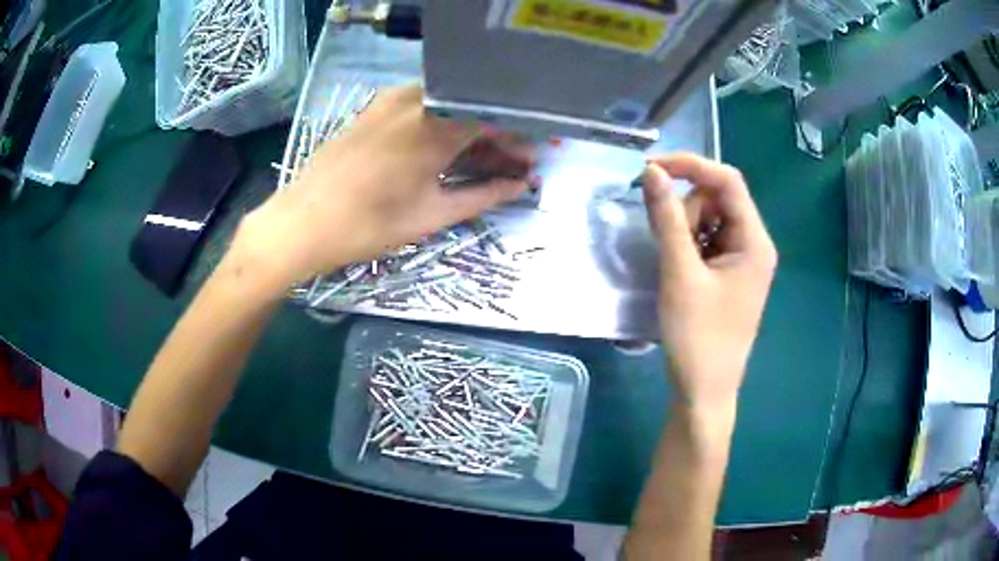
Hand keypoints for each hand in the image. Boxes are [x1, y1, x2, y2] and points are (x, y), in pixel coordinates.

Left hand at [233, 85, 531, 288]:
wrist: (301, 223)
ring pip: (446, 105)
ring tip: (477, 161)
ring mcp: (391, 100)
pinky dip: (440, 123)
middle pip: (471, 109)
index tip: (530, 157)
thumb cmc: (367, 225)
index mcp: (436, 126)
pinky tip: (441, 149)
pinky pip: (420, 106)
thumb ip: (483, 195)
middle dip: (496, 135)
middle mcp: (417, 101)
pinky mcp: (373, 108)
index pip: (494, 119)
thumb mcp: (431, 215)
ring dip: (468, 129)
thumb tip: (521, 185)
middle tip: (508, 164)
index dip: (518, 138)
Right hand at [642, 154, 776, 409]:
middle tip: (670, 248)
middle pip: (717, 199)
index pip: (727, 180)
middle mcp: (754, 244)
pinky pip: (707, 241)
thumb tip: (651, 172)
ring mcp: (742, 260)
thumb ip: (667, 218)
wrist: (703, 391)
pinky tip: (680, 272)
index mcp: (755, 241)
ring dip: (685, 231)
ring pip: (710, 220)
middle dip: (687, 211)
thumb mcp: (680, 273)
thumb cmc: (697, 337)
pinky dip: (688, 246)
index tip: (651, 169)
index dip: (690, 166)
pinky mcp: (729, 274)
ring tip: (676, 269)